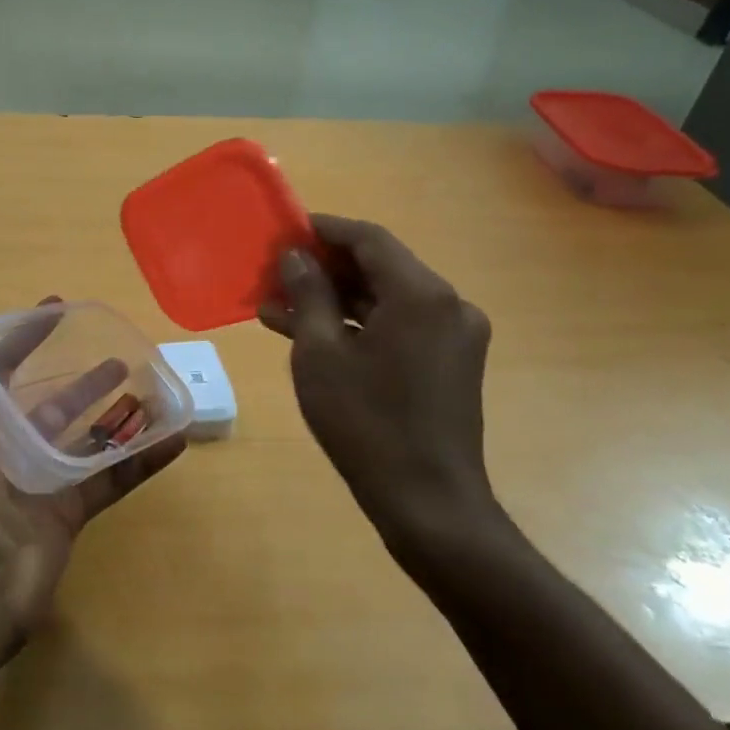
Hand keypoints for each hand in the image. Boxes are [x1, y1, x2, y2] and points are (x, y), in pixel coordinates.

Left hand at [0, 293, 186, 640]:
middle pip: (51, 401)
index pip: (2, 369)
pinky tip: (175, 437)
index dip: (25, 338)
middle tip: (118, 352)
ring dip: (116, 413)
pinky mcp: (72, 511)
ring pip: (87, 437)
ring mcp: (43, 480)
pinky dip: (143, 459)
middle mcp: (10, 447)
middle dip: (80, 376)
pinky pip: (114, 478)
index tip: (58, 309)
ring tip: (149, 387)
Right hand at [258, 215, 511, 562]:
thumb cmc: (365, 422)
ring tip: (279, 308)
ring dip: (336, 300)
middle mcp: (448, 304)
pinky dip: (359, 326)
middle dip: (324, 269)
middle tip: (275, 275)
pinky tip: (314, 337)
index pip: (369, 238)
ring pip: (386, 300)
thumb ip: (309, 294)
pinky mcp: (451, 363)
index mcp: (421, 293)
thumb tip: (296, 256)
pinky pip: (399, 328)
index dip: (323, 230)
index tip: (284, 232)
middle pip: (380, 267)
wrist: (426, 500)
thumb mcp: (320, 354)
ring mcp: (455, 335)